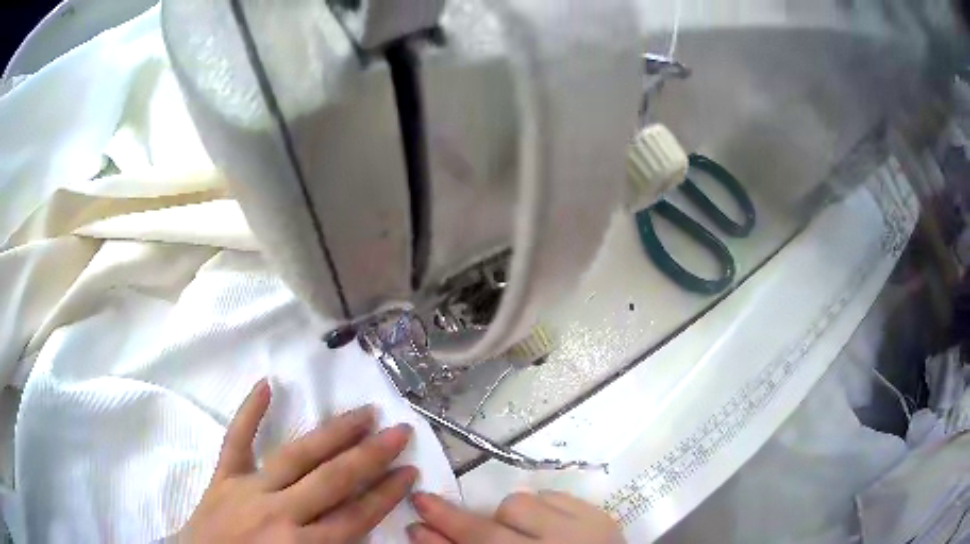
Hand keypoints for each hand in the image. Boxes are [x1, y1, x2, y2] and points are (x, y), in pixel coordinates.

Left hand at [178, 379, 416, 542]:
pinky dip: (249, 413)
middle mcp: (279, 513)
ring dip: (332, 433)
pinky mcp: (223, 478)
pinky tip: (266, 385)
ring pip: (296, 456)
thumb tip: (364, 529)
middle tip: (400, 431)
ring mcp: (248, 490)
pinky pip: (236, 441)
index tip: (410, 472)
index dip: (387, 493)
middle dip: (371, 456)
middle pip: (333, 480)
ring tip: (362, 413)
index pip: (356, 516)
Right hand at [407, 491, 623, 543]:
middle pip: (488, 532)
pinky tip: (543, 523)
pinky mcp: (599, 515)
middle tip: (425, 503)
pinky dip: (539, 507)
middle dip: (451, 519)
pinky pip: (552, 495)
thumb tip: (425, 535)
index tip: (414, 527)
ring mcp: (581, 531)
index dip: (438, 542)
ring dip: (507, 517)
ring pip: (520, 504)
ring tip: (516, 531)